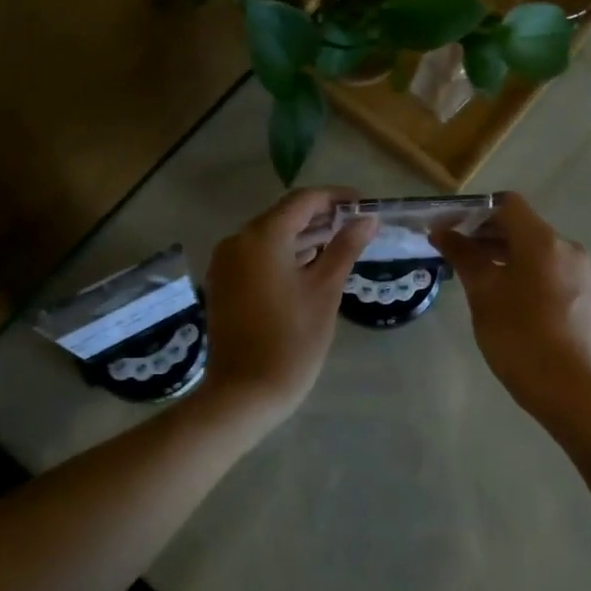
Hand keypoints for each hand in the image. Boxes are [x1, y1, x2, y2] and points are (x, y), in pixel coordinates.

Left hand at [195, 188, 377, 427]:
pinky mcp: (223, 284)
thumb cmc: (292, 340)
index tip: (365, 205)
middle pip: (283, 216)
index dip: (336, 198)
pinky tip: (310, 265)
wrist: (244, 392)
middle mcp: (237, 241)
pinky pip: (256, 257)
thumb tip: (367, 219)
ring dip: (303, 237)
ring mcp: (225, 264)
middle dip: (321, 217)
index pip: (303, 200)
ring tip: (340, 243)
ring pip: (269, 237)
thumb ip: (345, 248)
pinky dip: (283, 255)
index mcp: (262, 237)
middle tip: (357, 225)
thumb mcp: (325, 291)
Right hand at [433, 192, 590, 416]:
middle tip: (452, 253)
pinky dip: (521, 271)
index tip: (448, 229)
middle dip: (485, 234)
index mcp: (542, 240)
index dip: (473, 211)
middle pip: (521, 226)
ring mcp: (578, 273)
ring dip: (502, 254)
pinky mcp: (582, 295)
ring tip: (472, 275)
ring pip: (534, 250)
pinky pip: (546, 270)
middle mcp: (566, 248)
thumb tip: (442, 231)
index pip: (506, 204)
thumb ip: (463, 256)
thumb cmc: (517, 334)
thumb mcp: (483, 292)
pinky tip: (501, 296)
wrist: (566, 387)